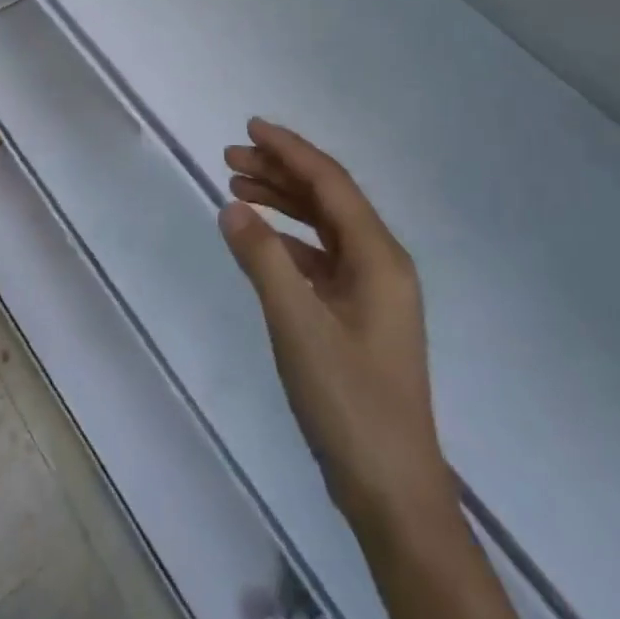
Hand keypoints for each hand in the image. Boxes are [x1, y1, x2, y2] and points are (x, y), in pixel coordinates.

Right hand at [221, 119, 449, 524]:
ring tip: (236, 187)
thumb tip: (232, 206)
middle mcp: (381, 264)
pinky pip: (320, 258)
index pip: (331, 184)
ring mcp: (371, 292)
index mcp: (379, 258)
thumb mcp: (298, 325)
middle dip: (280, 172)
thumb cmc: (348, 402)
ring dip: (282, 203)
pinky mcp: (357, 317)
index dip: (290, 150)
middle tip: (229, 158)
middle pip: (328, 200)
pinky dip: (288, 241)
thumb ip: (263, 259)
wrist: (390, 490)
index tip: (250, 128)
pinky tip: (259, 239)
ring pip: (323, 228)